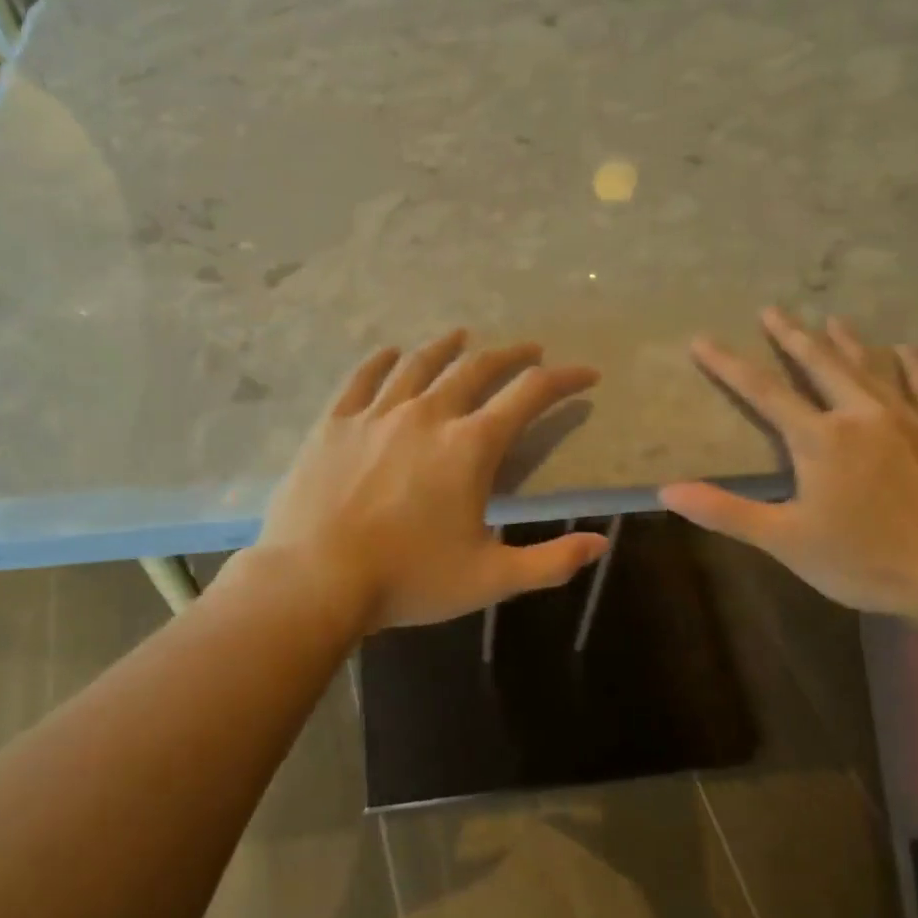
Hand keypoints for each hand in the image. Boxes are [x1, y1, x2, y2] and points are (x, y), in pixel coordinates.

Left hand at [256, 331, 609, 633]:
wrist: (315, 580)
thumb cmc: (408, 580)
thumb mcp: (490, 579)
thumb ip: (551, 561)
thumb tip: (601, 544)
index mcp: (470, 446)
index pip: (529, 395)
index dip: (564, 380)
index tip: (585, 375)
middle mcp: (428, 415)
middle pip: (477, 368)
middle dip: (510, 355)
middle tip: (530, 351)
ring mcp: (376, 414)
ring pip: (419, 364)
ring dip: (447, 347)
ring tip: (463, 337)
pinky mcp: (335, 423)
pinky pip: (361, 378)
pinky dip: (381, 361)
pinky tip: (389, 352)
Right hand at [659, 309, 917, 618]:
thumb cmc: (864, 560)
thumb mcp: (784, 540)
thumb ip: (725, 511)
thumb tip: (666, 491)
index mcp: (820, 438)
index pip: (763, 391)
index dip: (728, 364)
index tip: (702, 339)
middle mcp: (862, 414)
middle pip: (820, 363)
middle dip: (792, 335)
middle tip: (773, 309)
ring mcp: (911, 418)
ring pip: (872, 366)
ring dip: (847, 341)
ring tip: (831, 318)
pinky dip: (912, 364)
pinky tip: (906, 349)